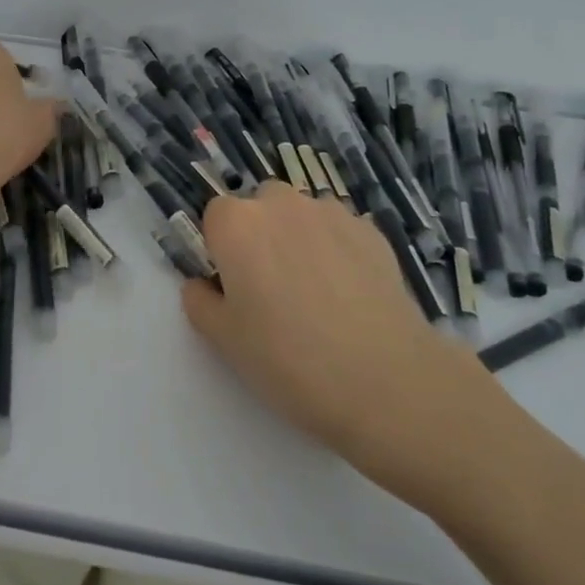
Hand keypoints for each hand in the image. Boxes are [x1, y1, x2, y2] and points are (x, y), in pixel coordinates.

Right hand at [180, 183, 489, 474]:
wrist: (385, 381)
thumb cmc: (288, 360)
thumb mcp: (225, 341)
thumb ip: (199, 302)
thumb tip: (202, 284)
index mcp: (237, 224)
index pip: (215, 216)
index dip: (221, 249)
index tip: (233, 285)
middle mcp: (281, 204)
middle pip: (260, 206)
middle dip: (260, 235)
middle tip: (271, 289)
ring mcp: (331, 212)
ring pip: (301, 214)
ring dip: (299, 238)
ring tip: (316, 293)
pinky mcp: (371, 230)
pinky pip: (339, 230)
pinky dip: (336, 249)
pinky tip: (349, 294)